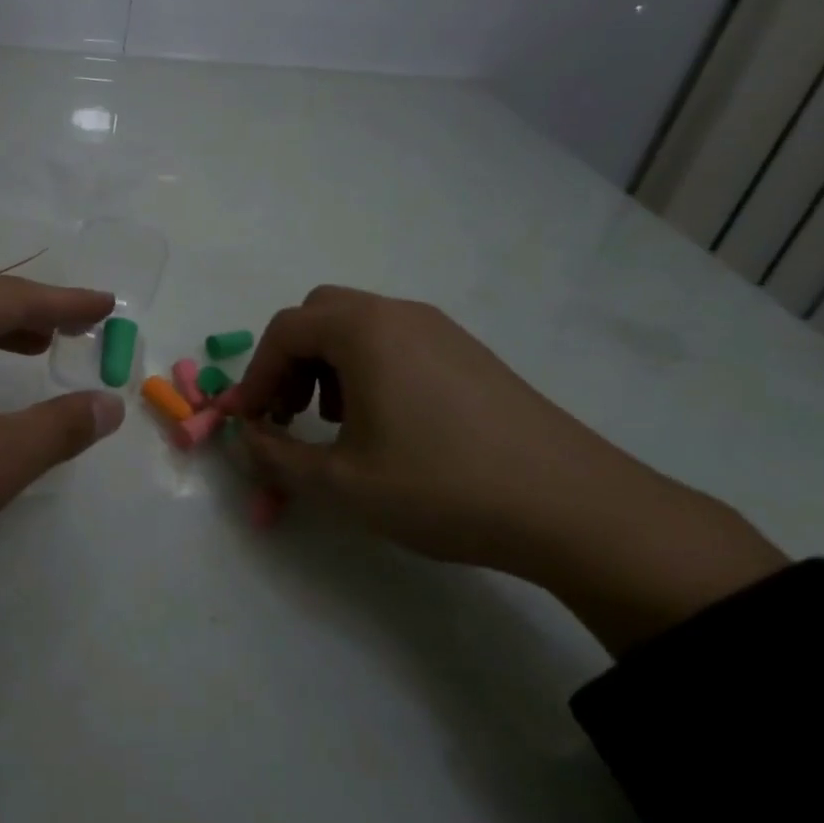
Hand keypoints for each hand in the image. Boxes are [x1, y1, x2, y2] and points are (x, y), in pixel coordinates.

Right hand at [226, 286, 786, 653]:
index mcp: (362, 330)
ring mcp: (440, 329)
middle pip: (318, 316)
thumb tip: (246, 439)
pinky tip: (387, 424)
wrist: (577, 509)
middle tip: (290, 414)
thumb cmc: (443, 487)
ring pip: (357, 326)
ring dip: (327, 365)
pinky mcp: (469, 353)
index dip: (255, 376)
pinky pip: (396, 342)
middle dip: (289, 361)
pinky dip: (367, 369)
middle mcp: (398, 314)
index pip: (282, 332)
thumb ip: (277, 458)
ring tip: (336, 424)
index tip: (249, 423)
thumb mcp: (342, 484)